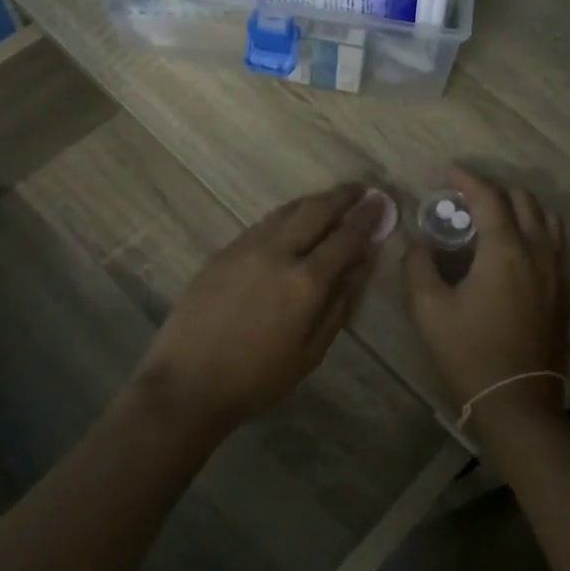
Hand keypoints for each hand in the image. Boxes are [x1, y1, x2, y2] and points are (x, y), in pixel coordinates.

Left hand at [136, 184, 389, 433]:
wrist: (189, 382)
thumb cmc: (259, 377)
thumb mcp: (312, 351)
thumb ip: (341, 301)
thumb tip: (363, 261)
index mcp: (306, 282)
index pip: (346, 237)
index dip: (366, 218)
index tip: (380, 202)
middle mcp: (278, 253)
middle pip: (316, 211)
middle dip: (342, 197)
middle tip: (360, 189)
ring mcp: (246, 248)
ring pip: (287, 211)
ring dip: (313, 201)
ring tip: (330, 199)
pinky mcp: (223, 252)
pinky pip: (262, 224)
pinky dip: (285, 216)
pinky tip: (291, 220)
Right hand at [403, 169, 569, 411]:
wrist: (515, 400)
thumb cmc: (468, 353)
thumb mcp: (428, 309)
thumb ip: (418, 266)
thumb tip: (417, 242)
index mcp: (505, 251)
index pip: (489, 198)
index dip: (468, 180)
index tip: (449, 173)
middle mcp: (538, 252)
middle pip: (524, 201)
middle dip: (496, 189)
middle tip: (468, 196)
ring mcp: (557, 272)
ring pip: (549, 219)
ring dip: (523, 206)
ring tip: (498, 213)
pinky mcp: (564, 291)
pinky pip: (560, 243)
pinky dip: (542, 229)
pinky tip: (525, 243)